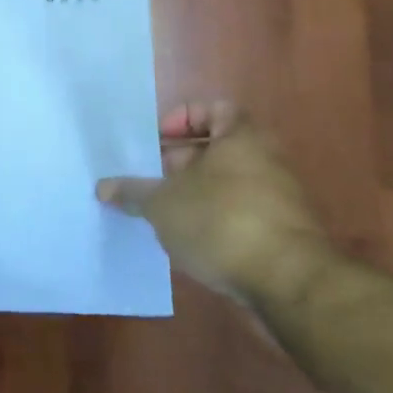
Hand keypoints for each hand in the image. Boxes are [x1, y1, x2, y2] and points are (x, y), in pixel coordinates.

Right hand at [97, 101, 326, 301]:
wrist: (289, 284)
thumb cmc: (220, 222)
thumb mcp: (162, 205)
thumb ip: (132, 192)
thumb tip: (102, 187)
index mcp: (241, 138)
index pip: (214, 109)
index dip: (183, 119)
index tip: (159, 140)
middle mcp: (266, 160)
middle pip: (217, 149)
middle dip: (180, 162)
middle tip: (150, 179)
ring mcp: (279, 199)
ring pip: (227, 184)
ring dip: (194, 195)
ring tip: (162, 213)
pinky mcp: (283, 235)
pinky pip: (240, 215)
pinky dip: (214, 222)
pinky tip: (188, 242)